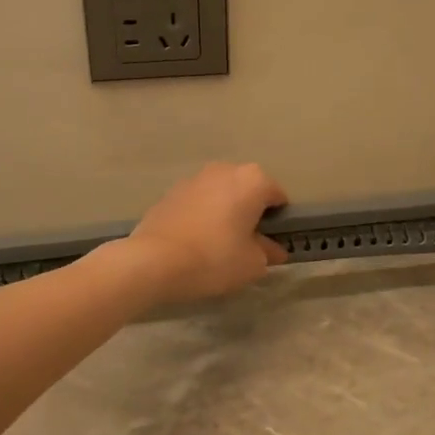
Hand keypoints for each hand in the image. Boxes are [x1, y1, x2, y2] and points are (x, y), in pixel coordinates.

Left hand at [124, 162, 289, 303]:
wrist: (154, 260)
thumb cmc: (215, 258)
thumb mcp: (252, 264)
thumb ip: (268, 253)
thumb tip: (272, 249)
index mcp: (252, 180)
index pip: (278, 197)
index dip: (279, 221)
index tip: (272, 243)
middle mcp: (224, 170)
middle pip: (247, 191)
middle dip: (250, 212)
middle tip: (247, 243)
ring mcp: (194, 178)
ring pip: (221, 195)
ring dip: (224, 212)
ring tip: (218, 244)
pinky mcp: (170, 192)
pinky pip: (197, 203)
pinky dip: (201, 216)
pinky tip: (195, 242)